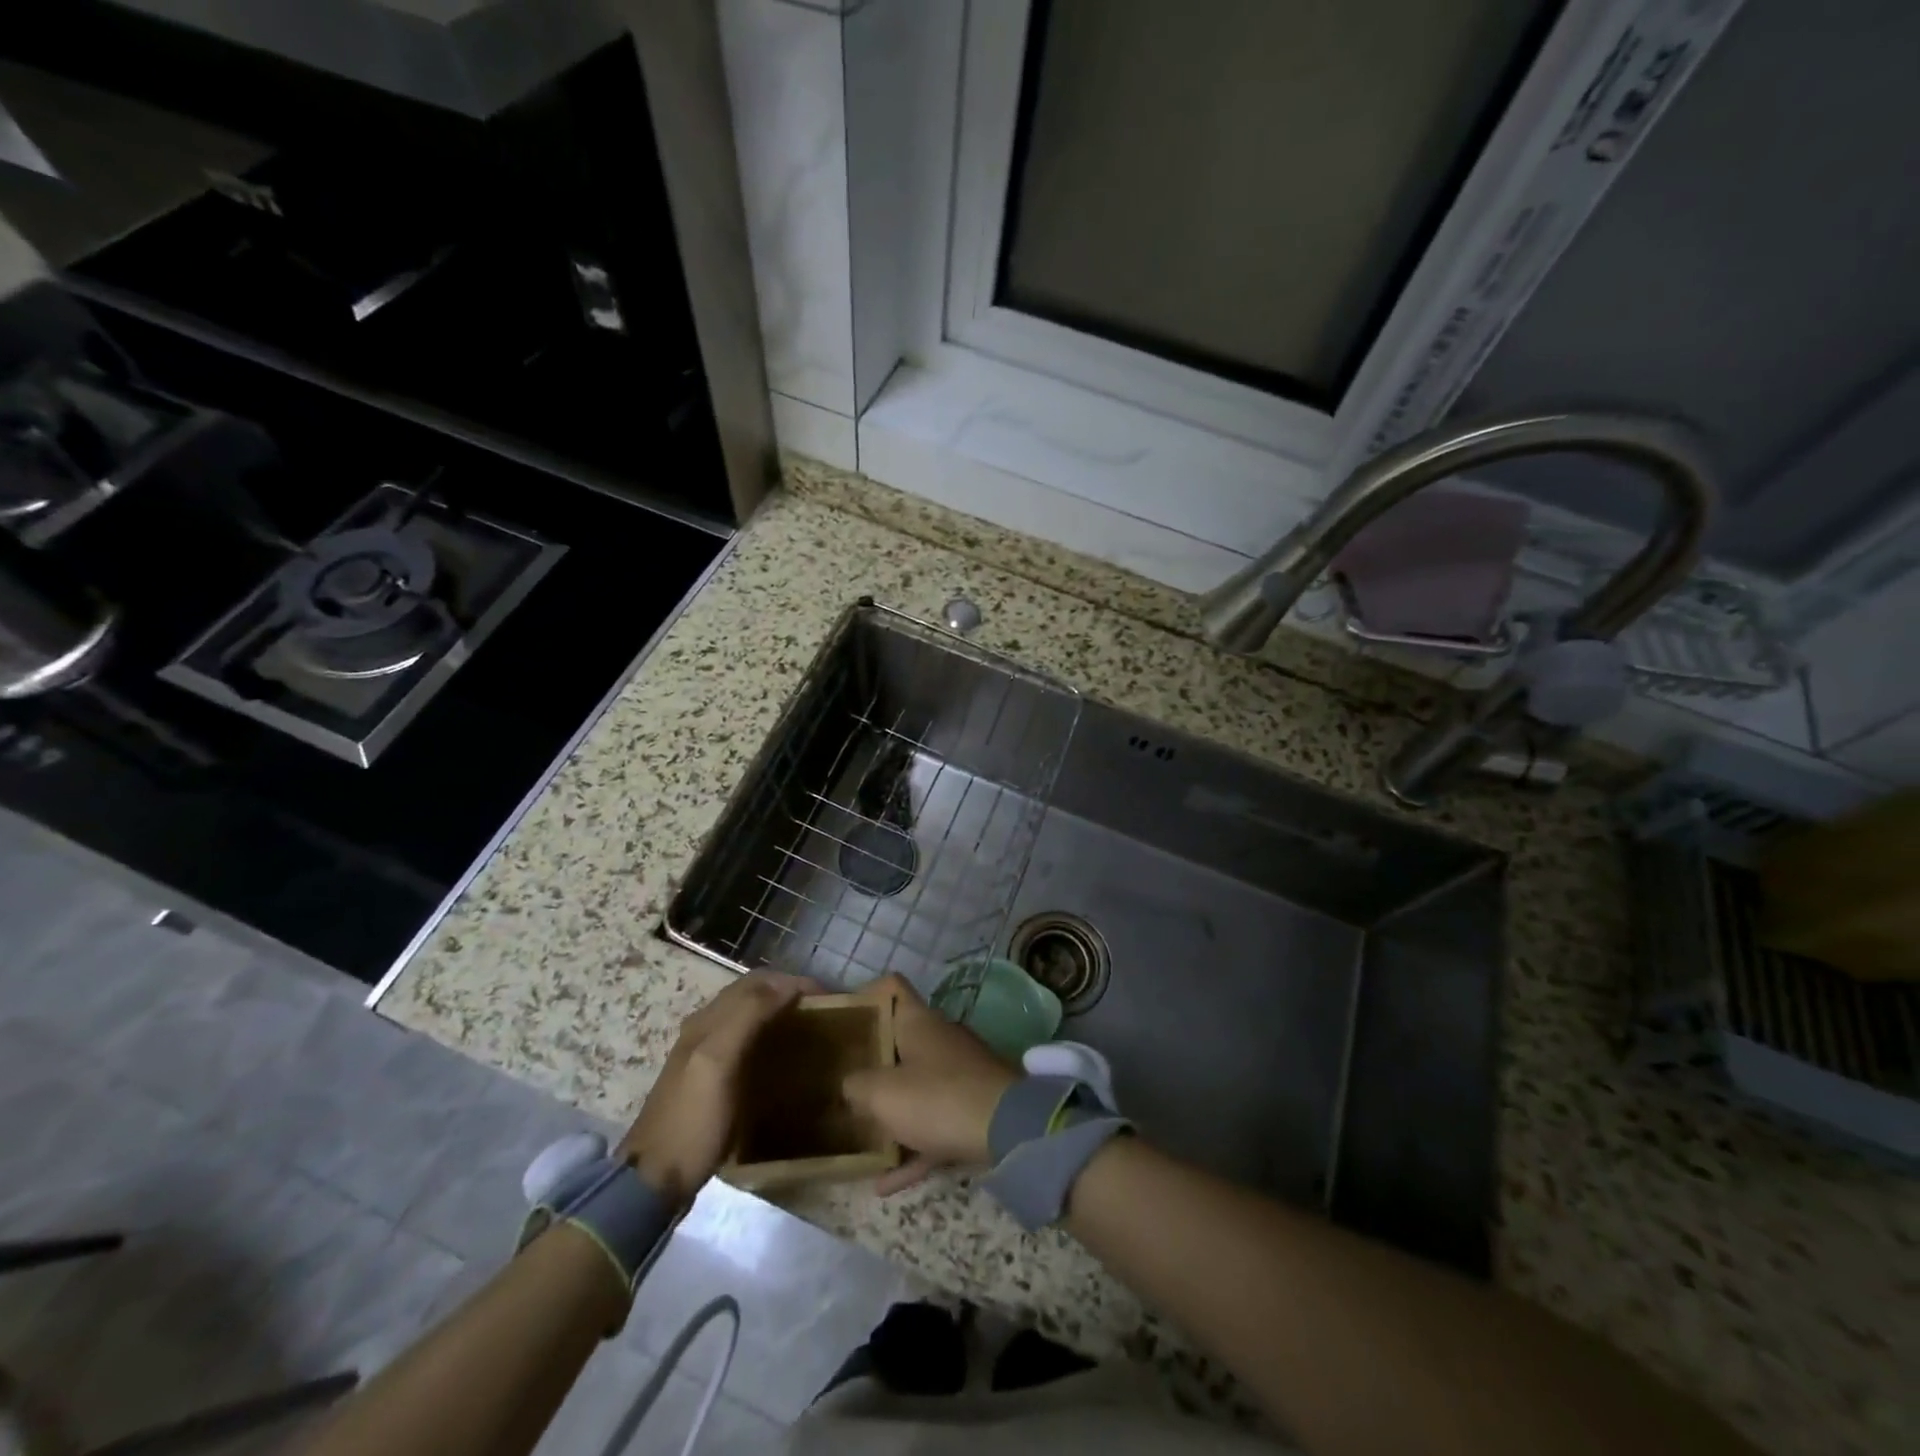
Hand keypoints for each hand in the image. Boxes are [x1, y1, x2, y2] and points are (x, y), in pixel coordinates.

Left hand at [618, 971, 817, 1205]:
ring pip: (749, 1016)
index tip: (827, 997)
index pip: (756, 982)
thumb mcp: (718, 1062)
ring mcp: (707, 1055)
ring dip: (779, 1011)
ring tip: (809, 1027)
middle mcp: (705, 1028)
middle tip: (823, 1010)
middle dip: (788, 992)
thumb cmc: (692, 1120)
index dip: (792, 982)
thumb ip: (747, 1016)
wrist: (655, 1180)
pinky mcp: (711, 1080)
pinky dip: (769, 1036)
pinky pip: (746, 1042)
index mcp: (707, 1020)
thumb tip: (786, 985)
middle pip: (752, 994)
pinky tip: (783, 1055)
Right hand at [842, 974, 1019, 1194]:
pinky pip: (933, 1125)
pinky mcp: (972, 1106)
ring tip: (858, 1135)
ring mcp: (959, 1072)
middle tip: (840, 1081)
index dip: (865, 996)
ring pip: (915, 1085)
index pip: (891, 987)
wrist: (1009, 1129)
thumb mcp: (882, 1093)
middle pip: (899, 1041)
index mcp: (918, 1021)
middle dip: (871, 1062)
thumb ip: (856, 1085)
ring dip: (890, 1112)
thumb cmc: (937, 1098)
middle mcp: (939, 1038)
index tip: (841, 1018)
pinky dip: (912, 1148)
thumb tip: (850, 1084)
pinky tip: (884, 1183)